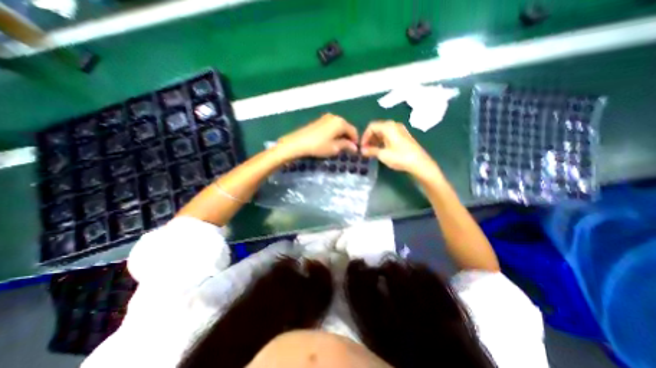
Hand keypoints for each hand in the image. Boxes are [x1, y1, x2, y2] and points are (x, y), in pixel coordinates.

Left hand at [276, 114, 357, 158]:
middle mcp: (335, 117)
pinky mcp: (319, 121)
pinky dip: (334, 133)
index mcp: (340, 123)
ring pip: (339, 127)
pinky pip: (332, 127)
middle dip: (348, 138)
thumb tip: (355, 147)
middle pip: (346, 128)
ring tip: (338, 146)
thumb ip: (346, 146)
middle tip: (347, 149)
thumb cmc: (318, 146)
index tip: (354, 151)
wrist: (298, 143)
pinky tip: (330, 141)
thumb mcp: (334, 148)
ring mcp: (326, 118)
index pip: (353, 131)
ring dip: (341, 136)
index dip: (355, 141)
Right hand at [362, 120, 437, 178]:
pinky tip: (381, 150)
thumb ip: (371, 151)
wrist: (419, 163)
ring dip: (375, 140)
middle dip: (369, 138)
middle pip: (377, 128)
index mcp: (388, 127)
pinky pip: (389, 135)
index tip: (362, 147)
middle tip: (366, 149)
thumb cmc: (400, 157)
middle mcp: (394, 125)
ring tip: (372, 151)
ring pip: (383, 132)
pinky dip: (382, 141)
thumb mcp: (383, 154)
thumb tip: (362, 151)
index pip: (371, 127)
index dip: (364, 136)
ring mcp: (400, 130)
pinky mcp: (403, 136)